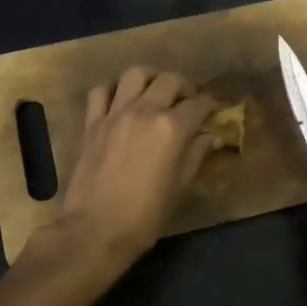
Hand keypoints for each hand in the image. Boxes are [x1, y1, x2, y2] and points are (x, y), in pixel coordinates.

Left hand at [46, 67, 216, 268]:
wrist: (95, 230)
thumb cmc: (145, 216)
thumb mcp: (180, 187)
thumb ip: (195, 155)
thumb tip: (208, 137)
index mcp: (171, 129)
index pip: (198, 104)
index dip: (210, 105)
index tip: (214, 110)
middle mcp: (144, 112)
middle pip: (169, 80)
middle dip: (184, 87)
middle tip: (187, 101)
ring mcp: (114, 114)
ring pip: (135, 74)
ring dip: (150, 78)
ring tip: (154, 92)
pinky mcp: (92, 123)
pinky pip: (101, 91)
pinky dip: (113, 89)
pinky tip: (120, 100)